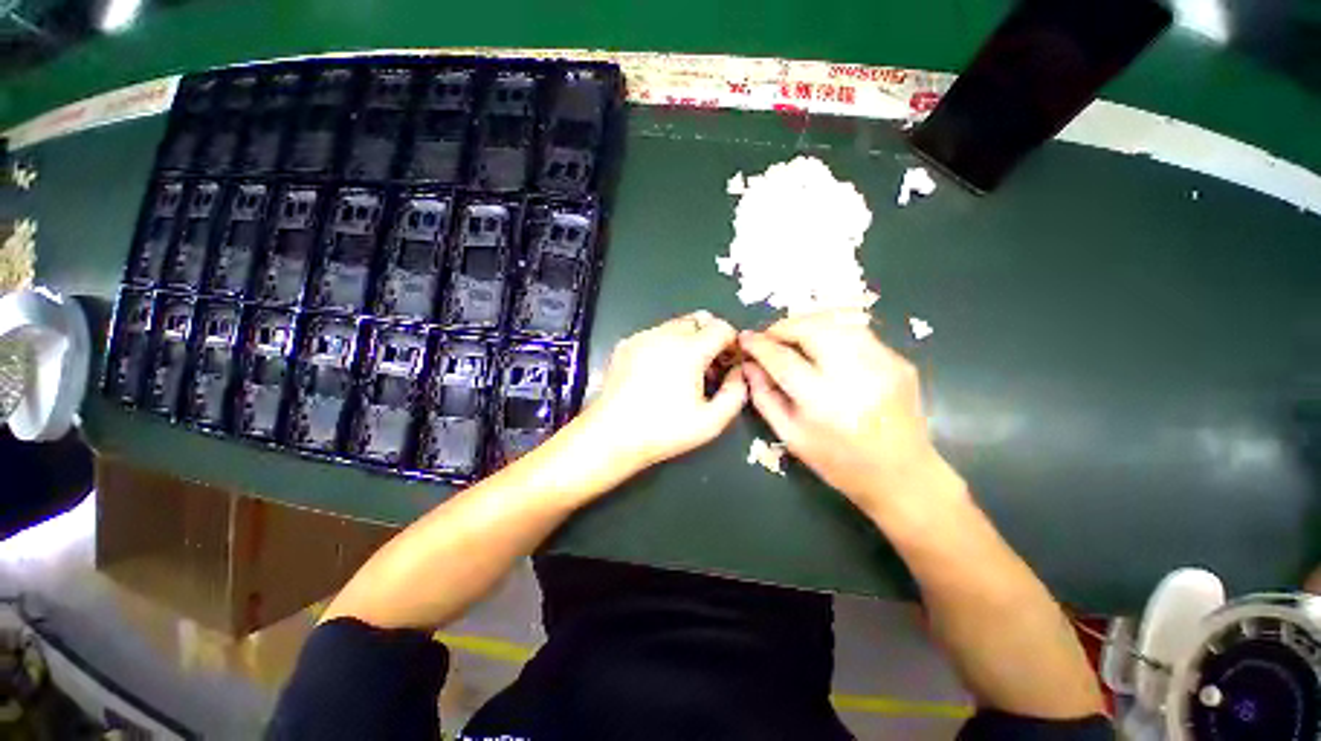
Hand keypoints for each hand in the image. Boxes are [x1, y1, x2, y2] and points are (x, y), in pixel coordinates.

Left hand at [581, 311, 747, 471]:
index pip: (721, 327)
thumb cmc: (664, 430)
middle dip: (710, 337)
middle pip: (698, 320)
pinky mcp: (625, 344)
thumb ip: (735, 394)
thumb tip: (739, 373)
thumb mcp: (711, 422)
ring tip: (684, 371)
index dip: (731, 342)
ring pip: (675, 326)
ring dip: (688, 340)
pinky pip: (654, 335)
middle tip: (709, 366)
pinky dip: (665, 345)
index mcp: (688, 349)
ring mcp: (642, 337)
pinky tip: (658, 373)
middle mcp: (664, 334)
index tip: (730, 362)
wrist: (612, 435)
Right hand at [738, 311, 964, 520]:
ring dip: (807, 324)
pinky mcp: (899, 360)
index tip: (745, 338)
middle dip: (783, 326)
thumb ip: (764, 397)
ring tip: (793, 338)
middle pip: (812, 328)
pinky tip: (824, 349)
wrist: (904, 475)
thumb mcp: (790, 436)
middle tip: (770, 337)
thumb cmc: (839, 463)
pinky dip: (832, 333)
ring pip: (836, 322)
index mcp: (823, 402)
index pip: (782, 359)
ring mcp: (883, 364)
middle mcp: (855, 375)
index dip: (759, 345)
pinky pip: (857, 333)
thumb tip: (749, 365)